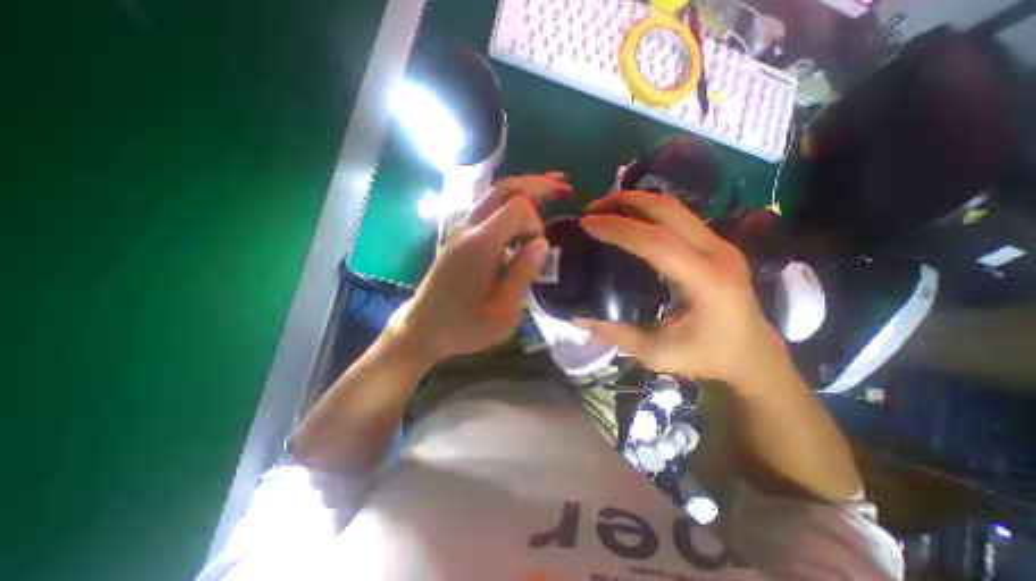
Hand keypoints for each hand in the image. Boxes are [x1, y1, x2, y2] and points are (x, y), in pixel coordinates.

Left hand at [384, 172, 569, 365]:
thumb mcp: (501, 313)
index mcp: (480, 245)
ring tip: (551, 192)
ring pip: (495, 195)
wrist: (422, 328)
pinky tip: (525, 214)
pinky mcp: (459, 237)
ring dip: (525, 191)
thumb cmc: (463, 327)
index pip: (518, 207)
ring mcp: (461, 230)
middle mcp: (468, 228)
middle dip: (536, 185)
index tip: (534, 253)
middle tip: (563, 187)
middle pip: (505, 188)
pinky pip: (488, 209)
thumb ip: (522, 274)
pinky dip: (511, 204)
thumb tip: (541, 242)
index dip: (535, 225)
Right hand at [574, 191, 794, 390]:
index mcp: (707, 283)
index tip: (586, 223)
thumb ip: (615, 332)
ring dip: (637, 202)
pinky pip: (679, 217)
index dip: (618, 228)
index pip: (657, 242)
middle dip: (626, 202)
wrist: (752, 355)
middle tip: (593, 207)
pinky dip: (649, 212)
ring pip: (675, 208)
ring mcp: (721, 244)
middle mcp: (718, 254)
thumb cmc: (706, 358)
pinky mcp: (717, 244)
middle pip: (669, 211)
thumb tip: (577, 317)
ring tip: (606, 208)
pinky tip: (630, 219)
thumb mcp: (655, 353)